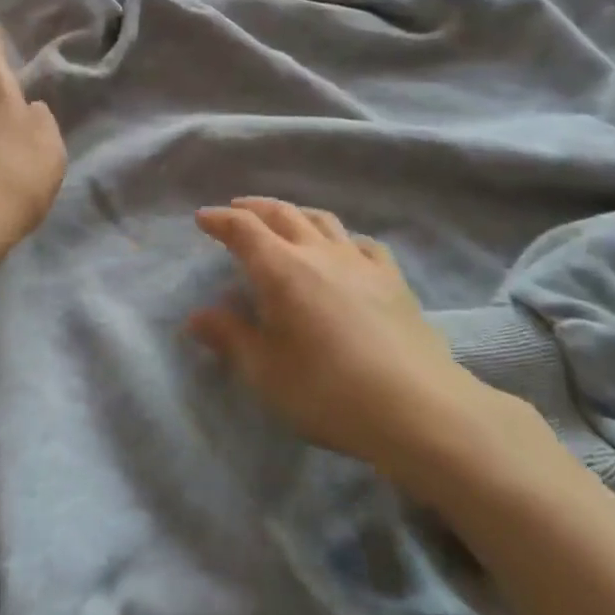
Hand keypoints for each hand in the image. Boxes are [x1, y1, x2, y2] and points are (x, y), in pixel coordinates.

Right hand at [190, 198, 542, 494]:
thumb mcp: (266, 373)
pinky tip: (345, 250)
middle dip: (254, 207)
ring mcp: (359, 260)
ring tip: (285, 218)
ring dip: (296, 212)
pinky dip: (342, 238)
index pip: (243, 229)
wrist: (417, 406)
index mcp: (281, 269)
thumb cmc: (329, 392)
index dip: (220, 219)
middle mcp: (318, 251)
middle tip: (237, 208)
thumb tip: (197, 316)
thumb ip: (230, 338)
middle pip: (282, 213)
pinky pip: (361, 243)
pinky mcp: (392, 277)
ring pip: (322, 219)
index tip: (203, 217)